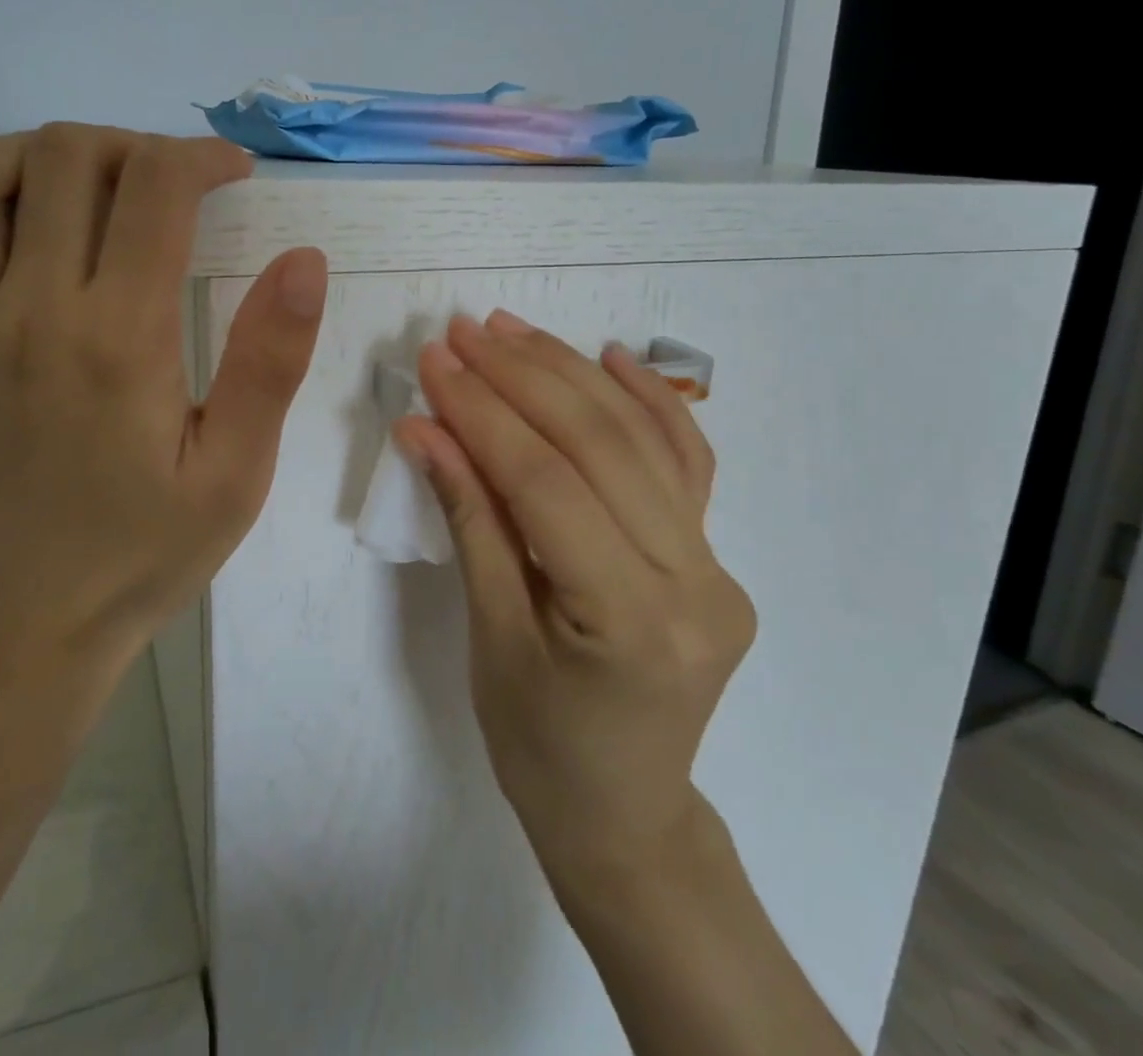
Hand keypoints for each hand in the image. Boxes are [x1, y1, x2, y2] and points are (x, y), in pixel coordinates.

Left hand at [0, 124, 326, 693]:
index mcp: (120, 340)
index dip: (200, 157)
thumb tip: (303, 261)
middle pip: (64, 161)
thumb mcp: (236, 473)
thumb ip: (271, 361)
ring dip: (34, 149)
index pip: (155, 190)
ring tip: (81, 173)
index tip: (231, 173)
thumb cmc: (142, 555)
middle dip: (129, 147)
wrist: (20, 632)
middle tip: (166, 182)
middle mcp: (28, 314)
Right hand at [393, 309, 755, 902]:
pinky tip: (611, 355)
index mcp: (630, 622)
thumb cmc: (539, 746)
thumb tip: (425, 429)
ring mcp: (717, 566)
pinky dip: (649, 400)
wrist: (624, 813)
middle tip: (464, 331)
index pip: (546, 485)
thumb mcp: (489, 636)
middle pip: (600, 447)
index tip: (435, 362)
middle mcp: (694, 584)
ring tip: (513, 330)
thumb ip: (469, 519)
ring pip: (643, 440)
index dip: (483, 414)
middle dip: (523, 378)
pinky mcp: (716, 555)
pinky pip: (686, 461)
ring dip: (572, 373)